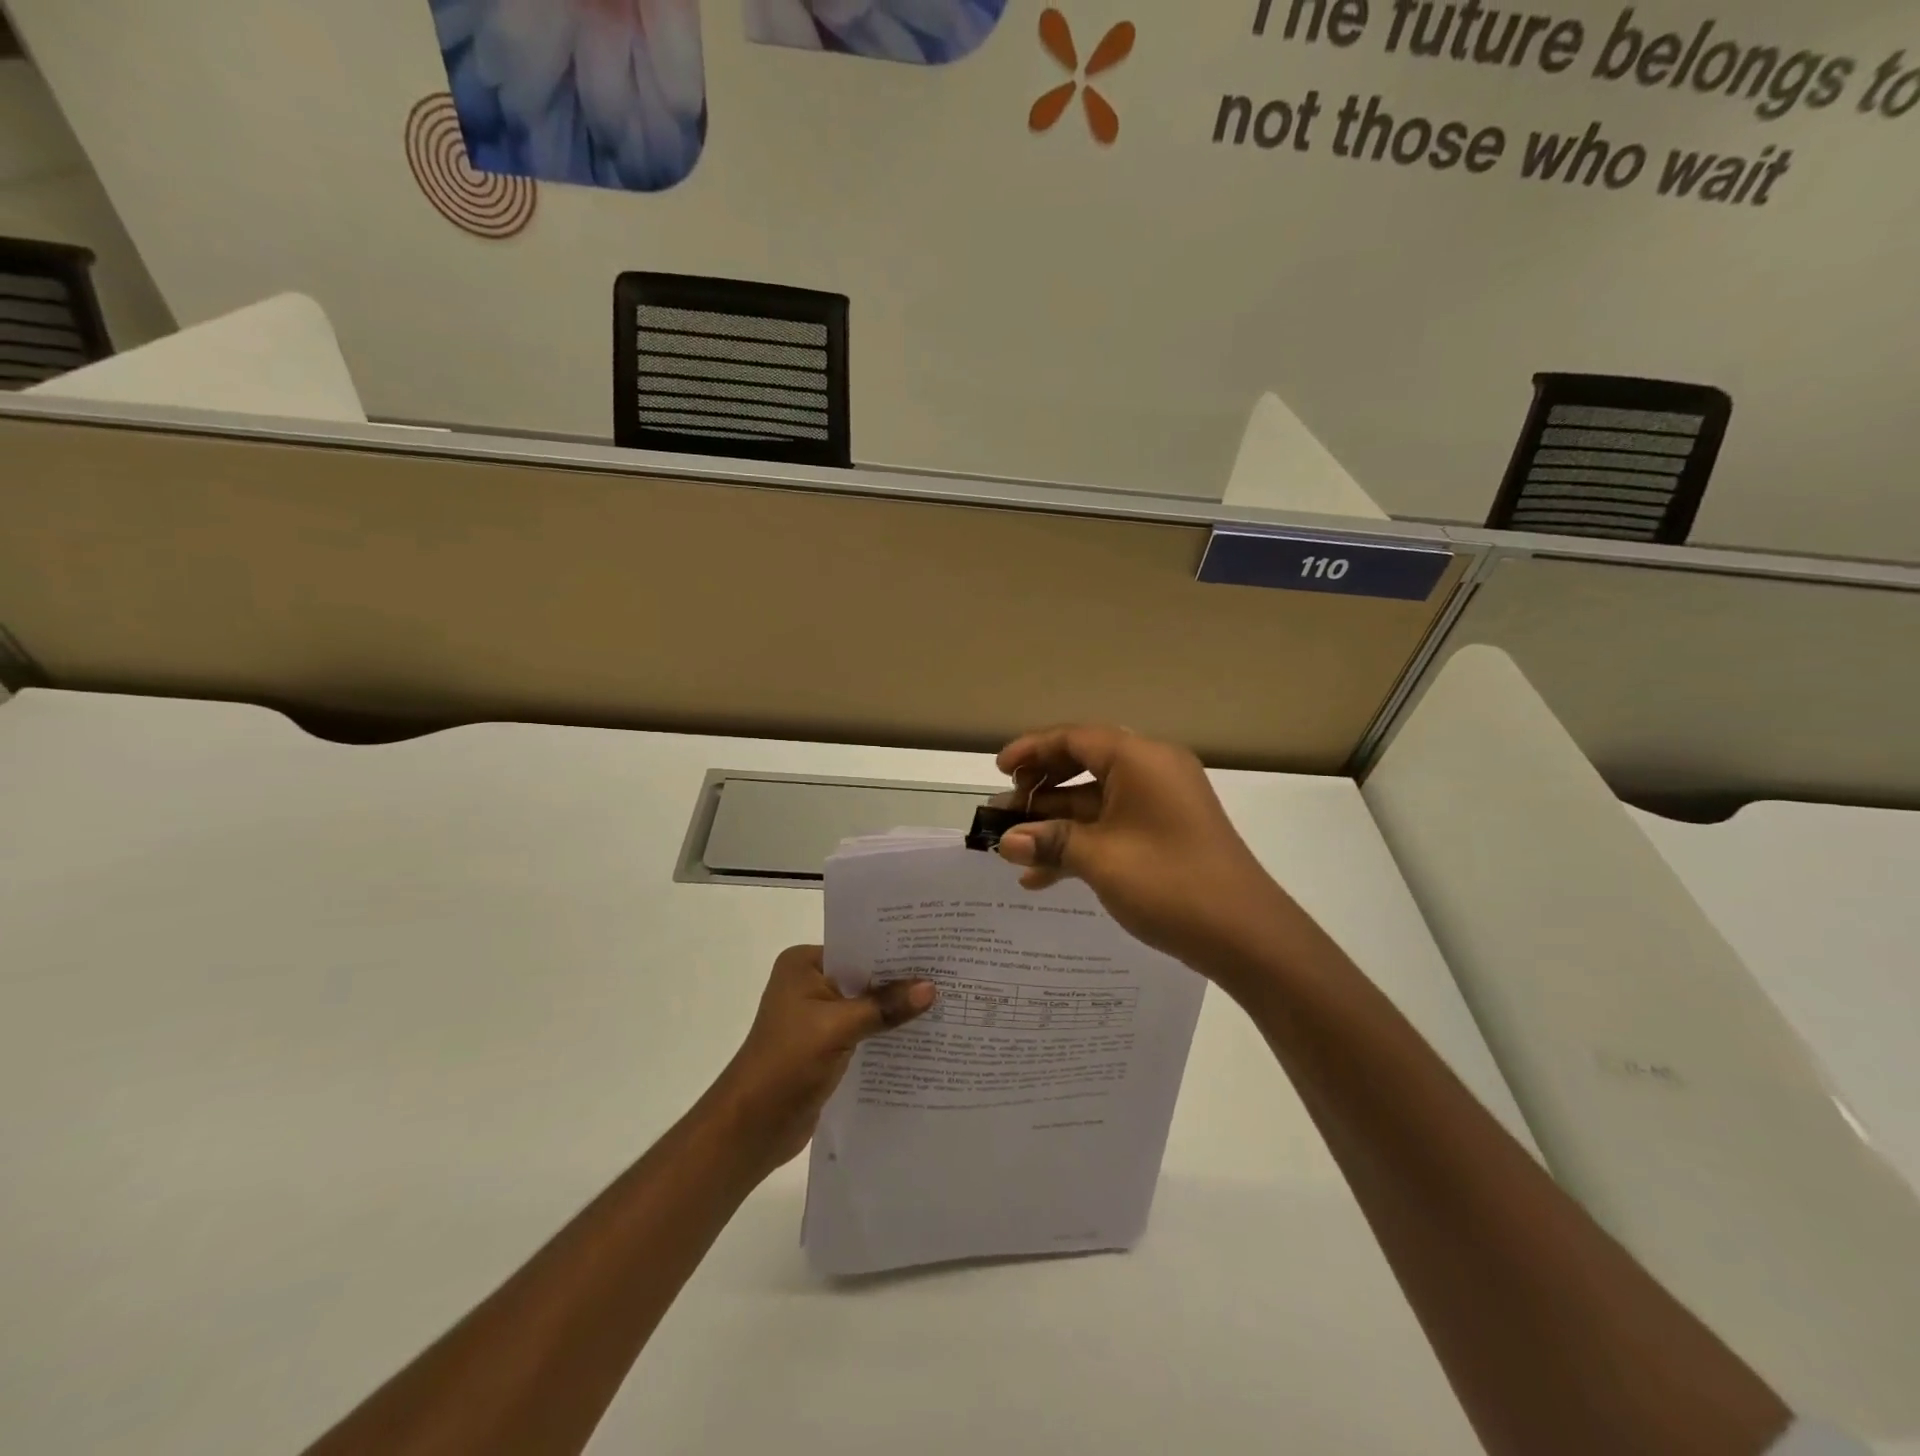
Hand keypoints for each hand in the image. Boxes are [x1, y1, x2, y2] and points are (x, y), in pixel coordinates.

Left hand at [704, 946, 933, 1173]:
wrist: (751, 1128)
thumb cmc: (786, 1063)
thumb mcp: (838, 1028)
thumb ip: (884, 1006)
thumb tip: (931, 987)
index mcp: (804, 964)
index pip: (858, 946)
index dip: (894, 948)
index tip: (936, 947)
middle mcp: (809, 984)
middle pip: (864, 976)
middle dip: (901, 980)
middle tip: (949, 973)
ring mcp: (817, 1017)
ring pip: (866, 1005)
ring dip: (895, 1009)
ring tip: (945, 1003)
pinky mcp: (826, 1047)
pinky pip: (864, 1031)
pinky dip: (886, 1033)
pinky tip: (921, 1036)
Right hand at [994, 725, 1295, 975]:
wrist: (1246, 935)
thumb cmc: (1170, 882)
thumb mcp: (1100, 859)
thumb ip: (1049, 842)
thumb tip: (1005, 842)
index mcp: (1139, 759)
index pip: (1075, 738)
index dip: (1031, 750)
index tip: (998, 771)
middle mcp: (1152, 770)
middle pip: (1083, 764)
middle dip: (1040, 789)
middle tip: (1005, 810)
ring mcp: (1160, 803)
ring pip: (1094, 801)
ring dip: (1055, 822)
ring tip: (1013, 848)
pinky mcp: (1164, 833)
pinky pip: (1112, 825)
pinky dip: (1080, 843)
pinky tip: (1043, 876)